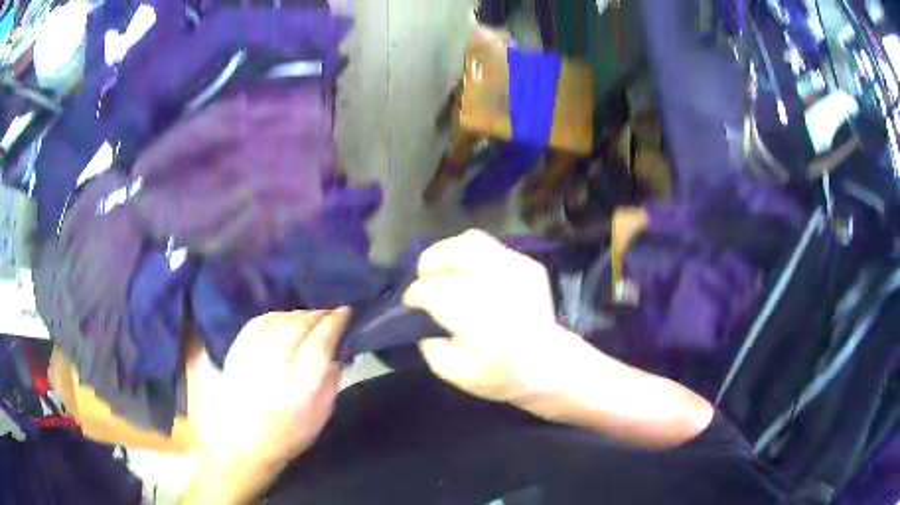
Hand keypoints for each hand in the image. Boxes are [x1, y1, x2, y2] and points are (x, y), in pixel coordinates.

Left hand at [184, 309, 349, 503]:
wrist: (242, 447)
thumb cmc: (287, 437)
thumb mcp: (319, 418)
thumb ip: (330, 383)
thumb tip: (337, 351)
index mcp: (297, 394)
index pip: (318, 346)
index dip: (333, 324)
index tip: (345, 312)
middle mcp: (271, 373)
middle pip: (296, 328)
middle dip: (316, 315)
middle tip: (329, 312)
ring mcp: (248, 361)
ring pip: (275, 322)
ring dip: (296, 314)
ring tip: (308, 316)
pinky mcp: (232, 355)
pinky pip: (254, 325)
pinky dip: (272, 316)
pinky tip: (282, 318)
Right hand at [404, 231, 713, 448]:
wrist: (554, 366)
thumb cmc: (507, 378)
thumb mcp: (462, 377)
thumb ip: (433, 349)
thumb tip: (423, 322)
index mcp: (485, 326)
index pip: (438, 291)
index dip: (416, 294)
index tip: (412, 303)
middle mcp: (503, 291)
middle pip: (457, 253)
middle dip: (431, 262)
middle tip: (426, 279)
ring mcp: (520, 272)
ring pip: (473, 241)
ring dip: (449, 254)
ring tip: (444, 272)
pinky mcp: (529, 266)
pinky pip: (490, 247)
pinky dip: (471, 257)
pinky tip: (471, 277)